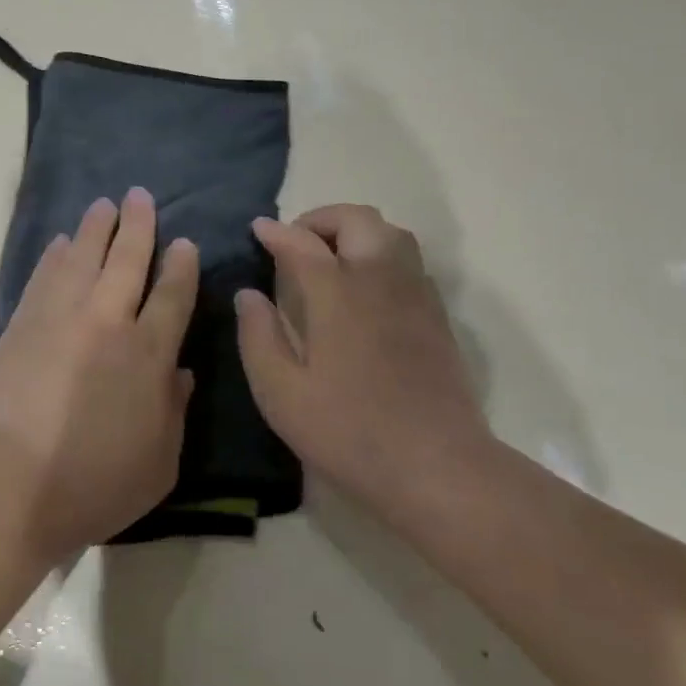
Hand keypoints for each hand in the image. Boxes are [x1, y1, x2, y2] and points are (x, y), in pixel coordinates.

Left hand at [0, 189, 198, 560]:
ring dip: (95, 228)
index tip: (183, 242)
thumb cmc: (94, 484)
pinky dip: (55, 256)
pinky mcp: (22, 324)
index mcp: (149, 353)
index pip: (171, 295)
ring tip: (103, 205)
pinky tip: (61, 243)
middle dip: (138, 225)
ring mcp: (61, 317)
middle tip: (140, 196)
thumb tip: (179, 372)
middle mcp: (108, 321)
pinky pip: (44, 276)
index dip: (180, 265)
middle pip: (127, 259)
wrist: (10, 483)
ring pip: (83, 256)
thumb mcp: (159, 463)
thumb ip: (174, 412)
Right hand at [234, 204, 489, 511]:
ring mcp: (415, 295)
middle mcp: (379, 279)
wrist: (437, 465)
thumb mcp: (280, 392)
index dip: (275, 232)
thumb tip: (248, 294)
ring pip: (390, 233)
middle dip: (321, 219)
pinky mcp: (436, 316)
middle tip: (296, 241)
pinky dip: (381, 254)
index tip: (257, 229)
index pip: (300, 243)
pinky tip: (365, 289)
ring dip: (356, 231)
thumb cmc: (348, 430)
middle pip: (356, 220)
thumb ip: (258, 336)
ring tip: (331, 257)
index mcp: (336, 292)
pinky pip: (409, 261)